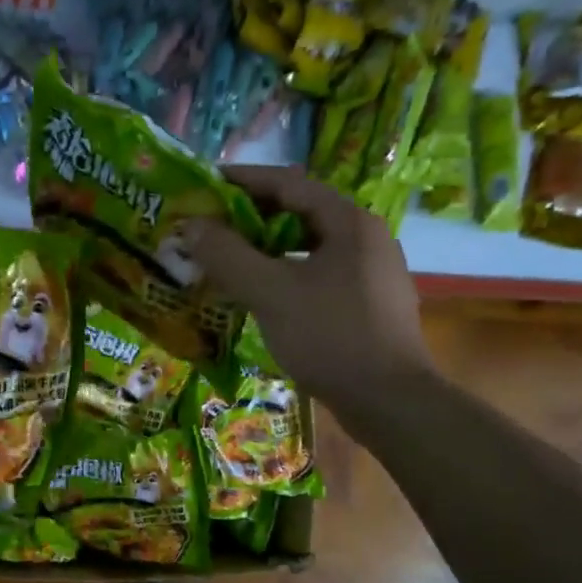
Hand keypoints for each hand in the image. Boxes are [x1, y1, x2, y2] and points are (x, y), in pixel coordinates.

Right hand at [181, 166, 434, 425]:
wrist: (389, 402)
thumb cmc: (330, 337)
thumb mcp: (270, 292)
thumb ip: (228, 255)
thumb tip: (192, 225)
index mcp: (348, 222)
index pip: (289, 183)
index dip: (243, 180)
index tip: (204, 184)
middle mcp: (364, 237)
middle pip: (298, 212)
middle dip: (250, 217)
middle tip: (208, 224)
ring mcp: (369, 272)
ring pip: (307, 246)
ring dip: (264, 248)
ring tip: (226, 257)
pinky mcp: (366, 303)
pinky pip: (315, 273)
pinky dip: (282, 274)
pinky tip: (258, 293)